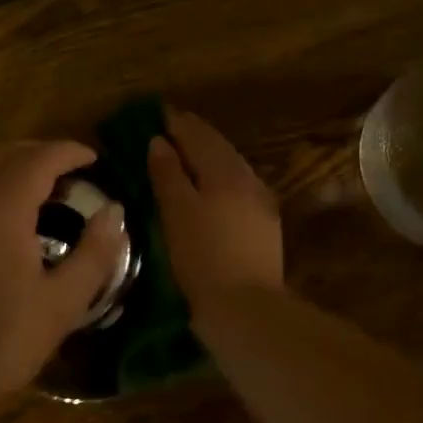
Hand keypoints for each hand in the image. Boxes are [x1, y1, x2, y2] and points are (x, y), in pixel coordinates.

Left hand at [0, 141, 125, 404]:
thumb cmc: (2, 343)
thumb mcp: (62, 304)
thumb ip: (95, 252)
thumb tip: (114, 212)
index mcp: (0, 212)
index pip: (38, 160)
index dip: (67, 152)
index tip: (91, 159)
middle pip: (0, 155)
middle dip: (35, 153)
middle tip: (63, 172)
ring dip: (4, 171)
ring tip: (28, 195)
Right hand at [147, 108, 283, 311]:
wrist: (246, 309)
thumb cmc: (203, 258)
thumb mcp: (177, 213)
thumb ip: (168, 174)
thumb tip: (159, 141)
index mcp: (226, 171)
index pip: (199, 135)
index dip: (178, 123)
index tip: (158, 113)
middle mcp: (248, 179)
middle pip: (219, 147)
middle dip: (194, 135)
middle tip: (170, 128)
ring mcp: (261, 203)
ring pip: (231, 167)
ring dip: (208, 156)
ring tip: (185, 154)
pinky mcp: (264, 226)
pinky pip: (238, 187)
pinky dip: (219, 178)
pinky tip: (209, 188)